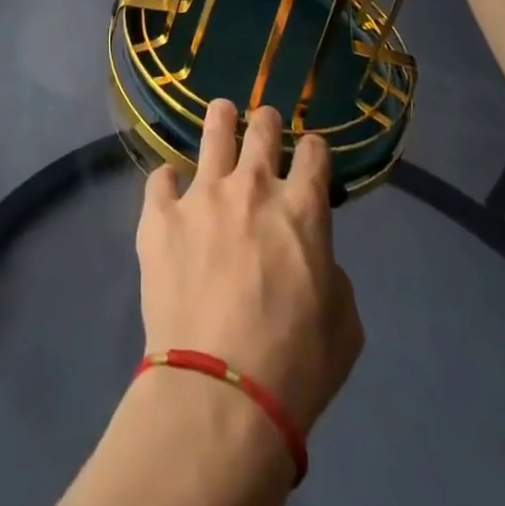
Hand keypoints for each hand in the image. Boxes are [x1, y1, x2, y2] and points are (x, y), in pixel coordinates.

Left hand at [136, 100, 363, 432]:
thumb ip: (331, 274)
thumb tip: (312, 257)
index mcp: (302, 209)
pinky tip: (169, 190)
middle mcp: (253, 187)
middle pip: (262, 129)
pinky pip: (160, 178)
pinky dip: (168, 182)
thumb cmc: (295, 365)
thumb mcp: (345, 325)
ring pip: (213, 132)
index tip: (310, 154)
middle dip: (267, 122)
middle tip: (264, 124)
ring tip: (220, 114)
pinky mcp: (160, 215)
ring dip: (220, 120)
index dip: (313, 149)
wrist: (220, 391)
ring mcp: (201, 195)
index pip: (313, 153)